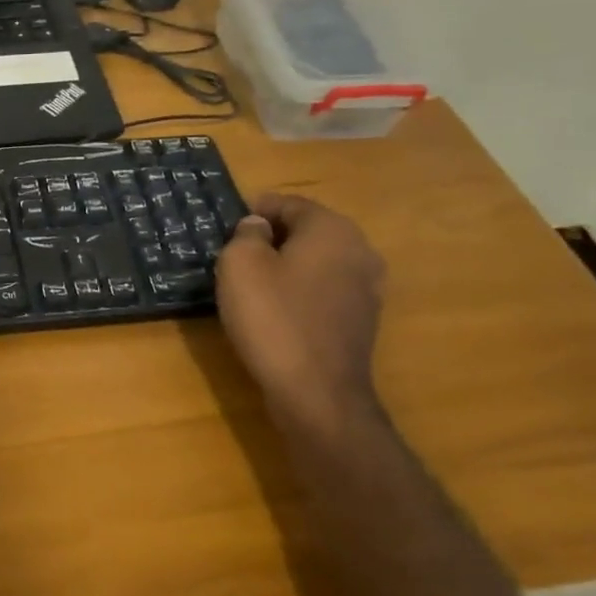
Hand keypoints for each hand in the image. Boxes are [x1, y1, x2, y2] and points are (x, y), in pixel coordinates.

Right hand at [215, 193, 385, 426]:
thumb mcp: (240, 264)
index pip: (289, 203)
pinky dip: (301, 291)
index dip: (255, 210)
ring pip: (318, 261)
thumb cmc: (273, 318)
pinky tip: (276, 310)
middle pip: (307, 230)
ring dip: (287, 265)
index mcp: (331, 228)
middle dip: (272, 237)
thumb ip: (246, 234)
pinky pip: (325, 290)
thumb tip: (258, 228)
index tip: (227, 226)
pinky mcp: (362, 319)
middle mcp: (359, 250)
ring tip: (253, 283)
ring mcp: (367, 287)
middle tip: (235, 254)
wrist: (317, 392)